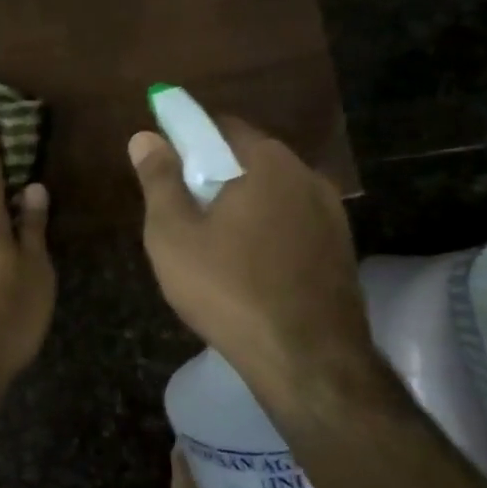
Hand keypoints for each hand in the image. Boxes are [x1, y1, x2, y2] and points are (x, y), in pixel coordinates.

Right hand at [129, 117, 372, 400]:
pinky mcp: (341, 249)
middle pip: (250, 159)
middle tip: (183, 209)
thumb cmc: (228, 289)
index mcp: (267, 162)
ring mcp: (331, 214)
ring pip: (273, 194)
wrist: (308, 361)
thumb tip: (145, 136)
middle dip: (215, 174)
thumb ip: (159, 179)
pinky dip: (267, 231)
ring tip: (213, 243)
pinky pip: (293, 223)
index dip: (188, 138)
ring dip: (243, 204)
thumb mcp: (174, 234)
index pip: (221, 126)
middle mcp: (307, 176)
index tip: (165, 164)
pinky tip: (248, 266)